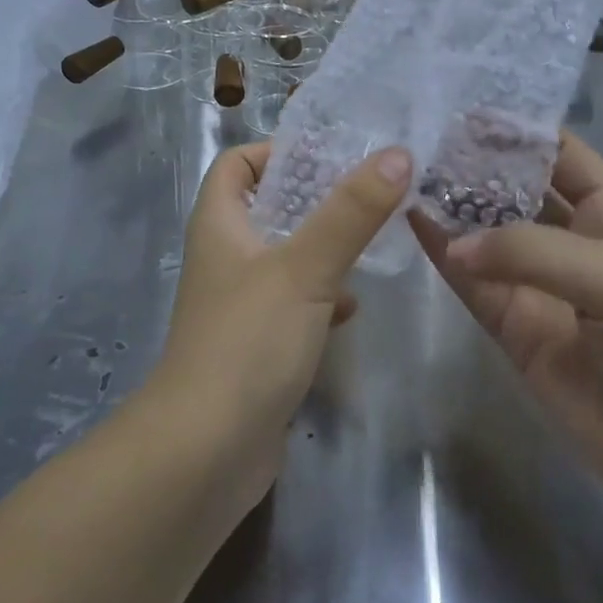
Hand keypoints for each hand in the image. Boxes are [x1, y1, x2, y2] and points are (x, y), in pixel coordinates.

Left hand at [154, 142, 411, 498]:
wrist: (206, 452)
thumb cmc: (247, 342)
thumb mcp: (305, 268)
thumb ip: (351, 212)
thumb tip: (396, 154)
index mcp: (220, 225)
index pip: (237, 164)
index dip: (275, 150)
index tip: (329, 154)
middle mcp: (225, 257)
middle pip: (268, 207)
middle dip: (315, 198)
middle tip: (368, 192)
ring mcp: (239, 304)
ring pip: (286, 257)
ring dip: (324, 248)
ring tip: (372, 241)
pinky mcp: (257, 344)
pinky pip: (294, 304)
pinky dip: (323, 298)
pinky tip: (352, 309)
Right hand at [409, 132, 602, 529]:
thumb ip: (533, 253)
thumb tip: (454, 244)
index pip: (560, 153)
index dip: (518, 130)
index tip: (464, 109)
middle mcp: (572, 240)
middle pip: (516, 189)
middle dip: (477, 165)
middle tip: (422, 138)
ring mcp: (539, 284)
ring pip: (487, 234)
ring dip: (453, 206)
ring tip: (406, 173)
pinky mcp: (514, 327)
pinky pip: (472, 283)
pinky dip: (443, 254)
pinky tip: (412, 222)